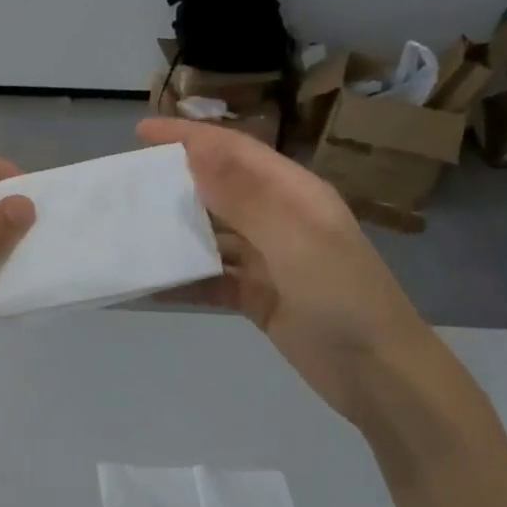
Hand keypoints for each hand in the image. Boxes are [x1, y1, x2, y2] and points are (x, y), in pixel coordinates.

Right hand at [138, 119, 435, 425]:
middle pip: (218, 189)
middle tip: (127, 184)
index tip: (141, 130)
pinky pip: (211, 279)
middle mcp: (278, 220)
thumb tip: (197, 150)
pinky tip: (150, 285)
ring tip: (129, 230)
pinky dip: (183, 280)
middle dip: (175, 182)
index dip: (190, 136)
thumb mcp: (296, 241)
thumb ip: (245, 197)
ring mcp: (267, 260)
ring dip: (174, 232)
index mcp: (294, 195)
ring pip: (210, 235)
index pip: (235, 151)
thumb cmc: (342, 298)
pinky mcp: (257, 296)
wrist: (379, 375)